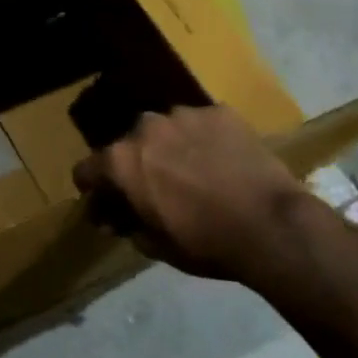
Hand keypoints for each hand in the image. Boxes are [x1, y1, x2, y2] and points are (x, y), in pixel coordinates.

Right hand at [72, 105, 328, 285]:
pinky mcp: (220, 111)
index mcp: (121, 161)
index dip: (93, 188)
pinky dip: (205, 140)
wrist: (272, 225)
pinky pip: (202, 124)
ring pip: (166, 130)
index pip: (86, 169)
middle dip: (136, 165)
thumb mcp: (156, 245)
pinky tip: (223, 162)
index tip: (105, 203)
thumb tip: (117, 219)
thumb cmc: (206, 243)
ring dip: (169, 148)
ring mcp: (184, 114)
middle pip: (128, 145)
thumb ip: (129, 225)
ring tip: (194, 172)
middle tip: (157, 190)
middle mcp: (144, 127)